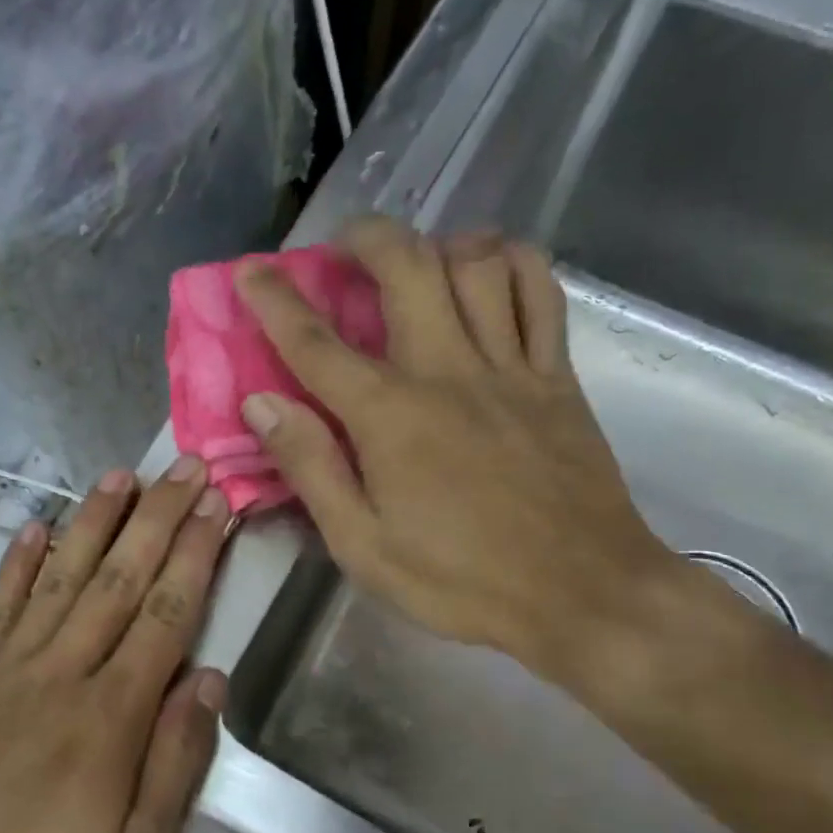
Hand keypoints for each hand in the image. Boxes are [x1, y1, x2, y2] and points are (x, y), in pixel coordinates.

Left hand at [0, 460, 230, 832]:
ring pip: (60, 576)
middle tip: (185, 467)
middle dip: (158, 518)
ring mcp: (5, 667)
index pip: (166, 614)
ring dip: (95, 521)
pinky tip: (37, 525)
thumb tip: (208, 679)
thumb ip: (176, 762)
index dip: (195, 554)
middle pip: (120, 579)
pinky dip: (18, 561)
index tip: (214, 506)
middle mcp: (61, 673)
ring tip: (122, 475)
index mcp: (110, 716)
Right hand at [236, 217, 675, 690]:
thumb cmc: (462, 581)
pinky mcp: (558, 378)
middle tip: (342, 247)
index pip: (317, 343)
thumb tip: (261, 404)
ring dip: (438, 242)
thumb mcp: (364, 547)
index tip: (249, 270)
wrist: (582, 594)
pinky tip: (491, 270)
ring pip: (478, 263)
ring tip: (417, 258)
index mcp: (391, 417)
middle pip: (407, 267)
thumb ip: (311, 468)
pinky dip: (513, 263)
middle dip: (365, 238)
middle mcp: (448, 371)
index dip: (275, 300)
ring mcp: (512, 368)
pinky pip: (542, 293)